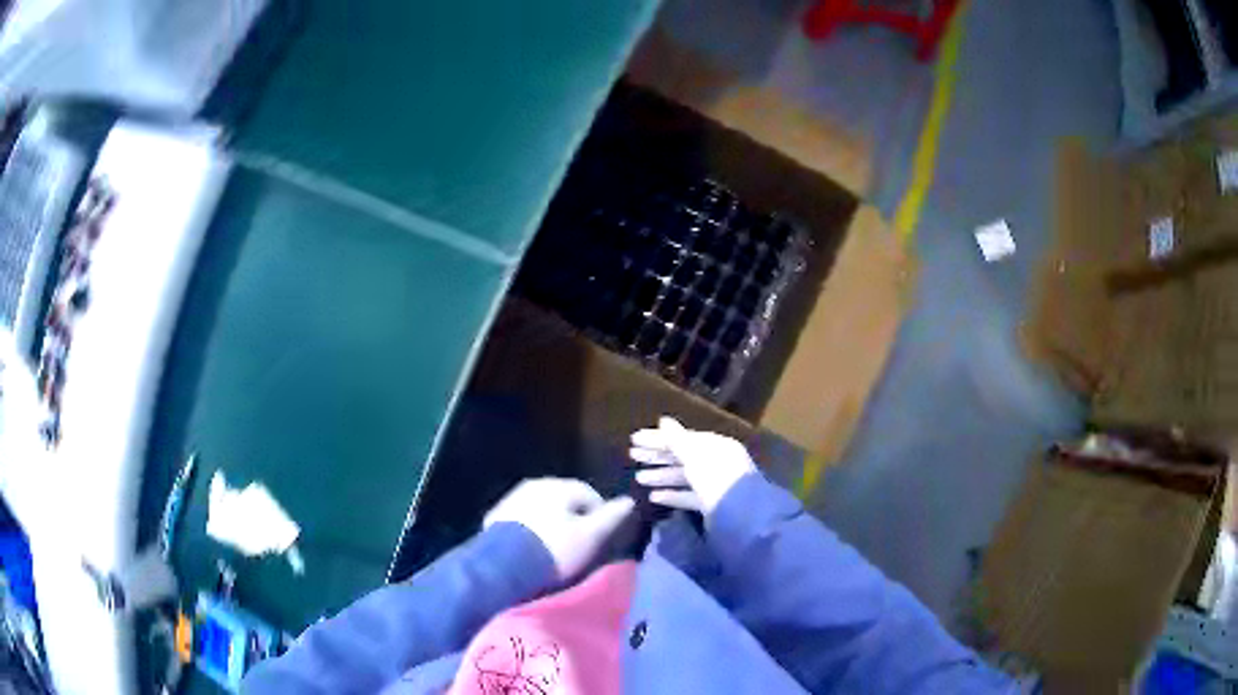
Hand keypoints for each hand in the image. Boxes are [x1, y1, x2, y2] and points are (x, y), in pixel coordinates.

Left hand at [484, 478, 634, 579]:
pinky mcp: (496, 516)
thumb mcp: (591, 536)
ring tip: (555, 547)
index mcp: (559, 485)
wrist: (504, 564)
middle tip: (579, 543)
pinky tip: (533, 548)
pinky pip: (522, 519)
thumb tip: (629, 500)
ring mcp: (512, 498)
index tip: (600, 538)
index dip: (599, 516)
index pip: (590, 494)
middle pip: (563, 499)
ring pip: (541, 508)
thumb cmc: (555, 548)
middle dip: (573, 518)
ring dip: (551, 522)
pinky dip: (531, 529)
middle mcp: (535, 484)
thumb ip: (611, 517)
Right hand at [630, 417, 755, 514]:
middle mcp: (716, 462)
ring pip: (684, 477)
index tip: (634, 440)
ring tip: (638, 478)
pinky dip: (672, 496)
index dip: (659, 439)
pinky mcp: (711, 505)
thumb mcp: (694, 456)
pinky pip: (688, 496)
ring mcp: (714, 485)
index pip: (683, 438)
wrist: (740, 515)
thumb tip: (663, 420)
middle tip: (632, 456)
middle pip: (683, 457)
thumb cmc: (716, 477)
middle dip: (658, 456)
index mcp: (715, 446)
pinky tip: (653, 497)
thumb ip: (677, 440)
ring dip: (661, 476)